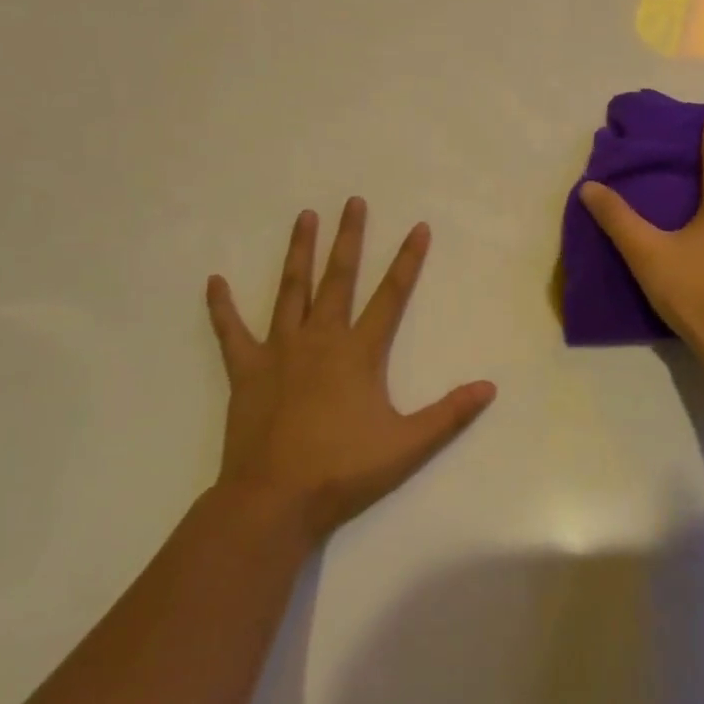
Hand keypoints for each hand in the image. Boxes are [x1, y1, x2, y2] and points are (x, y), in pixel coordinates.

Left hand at [206, 199, 495, 541]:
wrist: (273, 501)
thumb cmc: (342, 470)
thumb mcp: (406, 446)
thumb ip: (449, 415)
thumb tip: (490, 388)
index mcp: (358, 351)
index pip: (391, 295)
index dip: (408, 260)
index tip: (418, 227)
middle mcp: (320, 338)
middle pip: (338, 278)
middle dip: (348, 238)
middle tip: (353, 201)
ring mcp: (280, 350)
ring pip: (291, 290)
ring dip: (298, 252)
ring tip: (304, 217)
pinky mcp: (246, 370)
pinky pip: (231, 332)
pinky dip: (222, 307)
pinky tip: (214, 281)